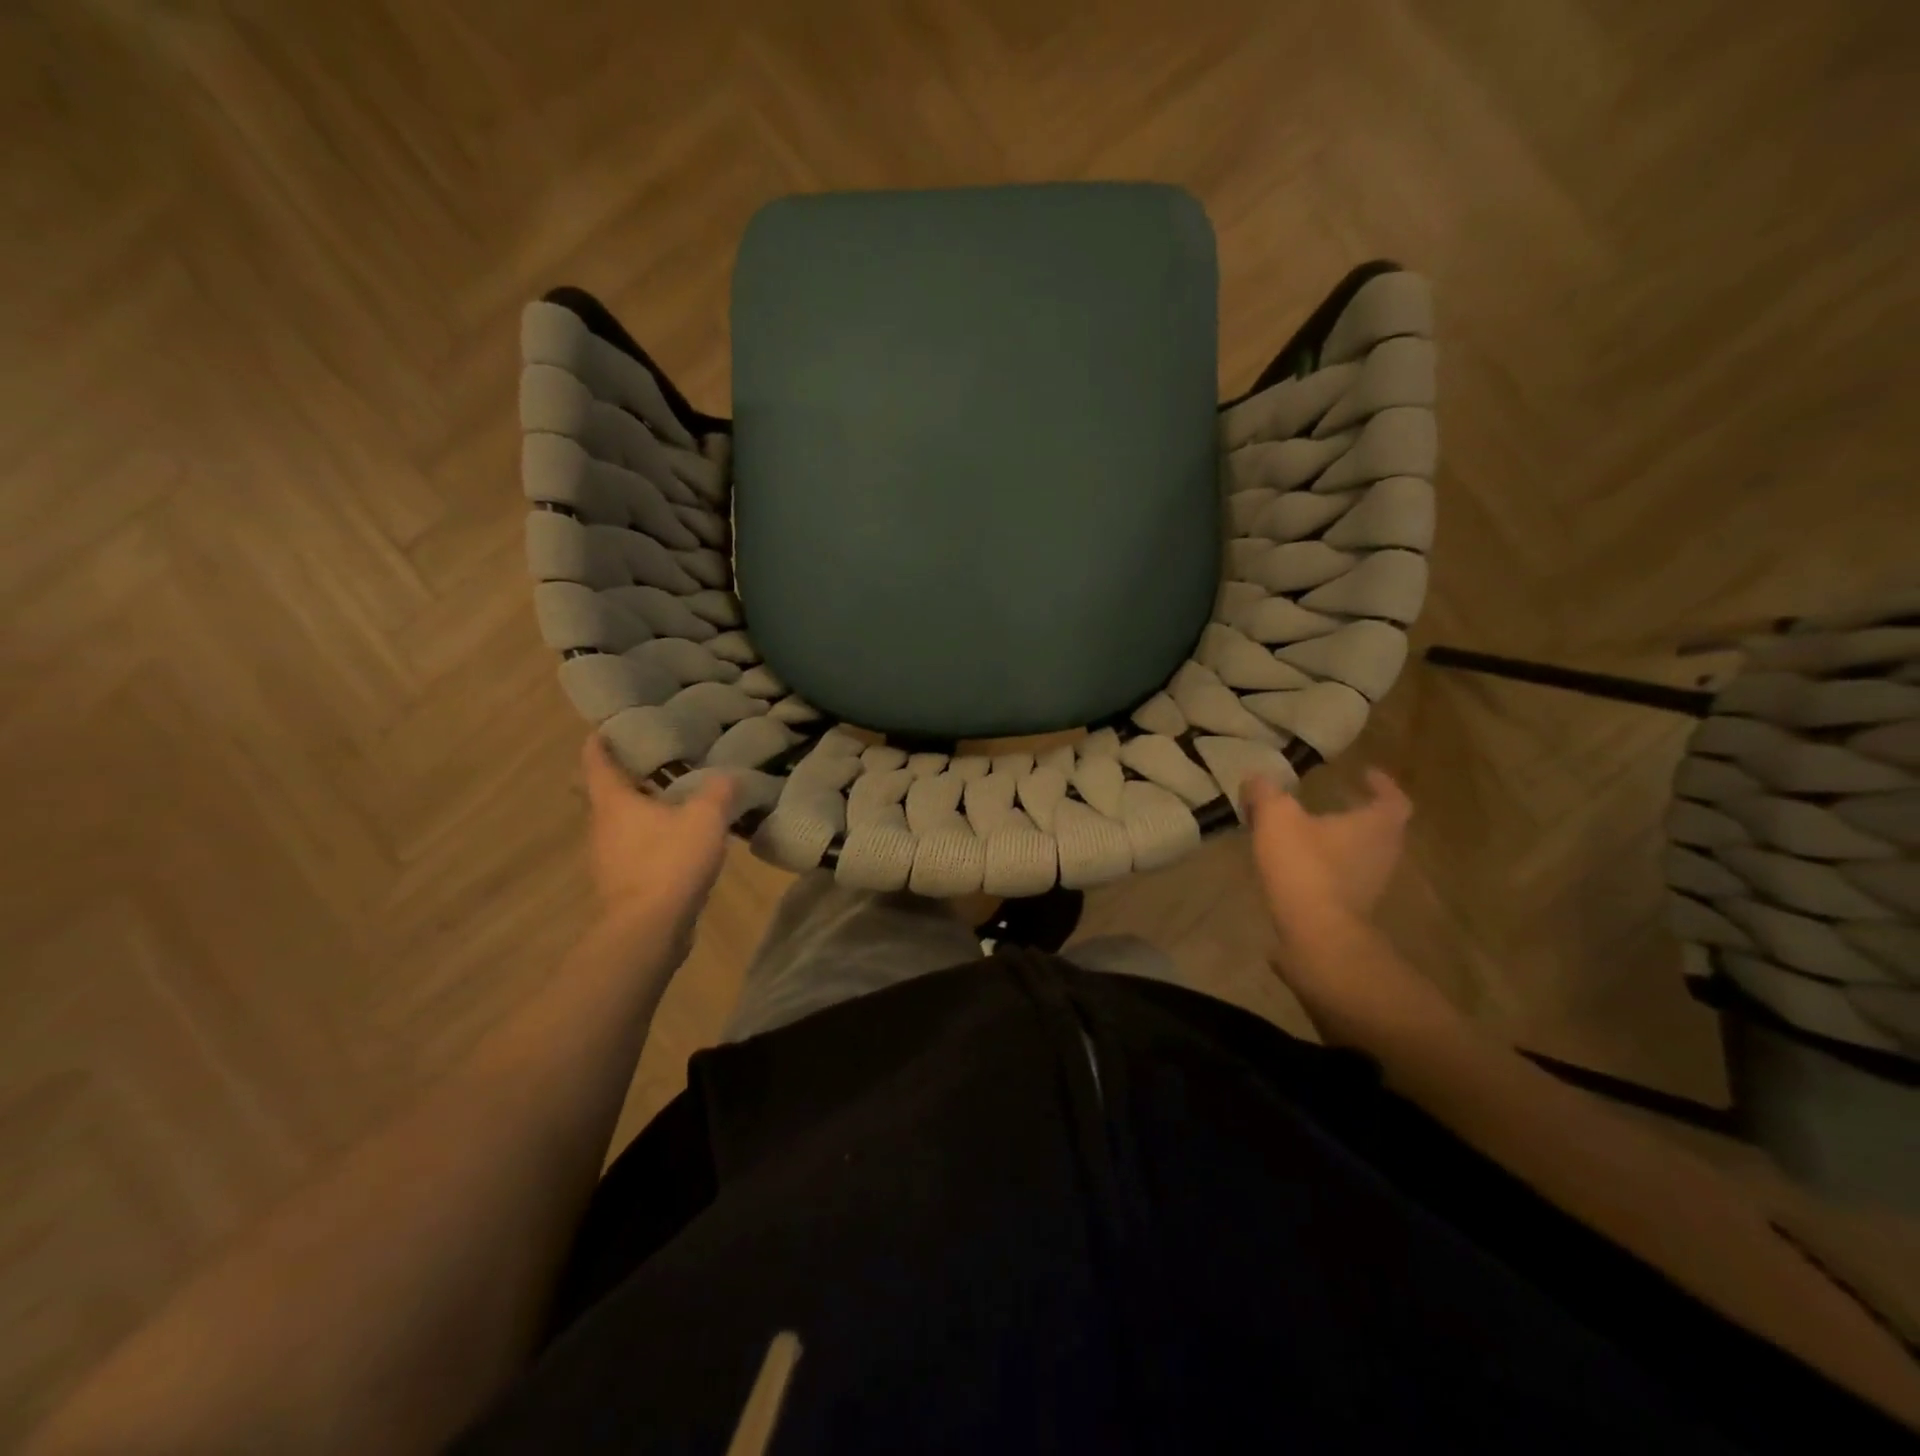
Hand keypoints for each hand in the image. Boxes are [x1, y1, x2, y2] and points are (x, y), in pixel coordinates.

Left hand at [582, 734, 734, 939]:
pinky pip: (634, 849)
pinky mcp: (623, 884)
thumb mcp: (705, 818)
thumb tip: (729, 775)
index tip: (606, 727)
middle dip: (625, 777)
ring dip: (640, 810)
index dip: (600, 741)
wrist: (649, 929)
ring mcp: (609, 858)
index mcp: (614, 802)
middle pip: (606, 793)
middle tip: (654, 761)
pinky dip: (650, 838)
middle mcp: (602, 826)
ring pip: (621, 823)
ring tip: (673, 799)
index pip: (597, 761)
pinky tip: (677, 841)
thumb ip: (719, 791)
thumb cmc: (669, 862)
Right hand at [1245, 768, 1410, 937]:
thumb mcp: (1276, 817)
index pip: (1393, 799)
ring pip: (1362, 854)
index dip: (1382, 784)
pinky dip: (1328, 868)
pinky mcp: (1353, 909)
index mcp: (1376, 826)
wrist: (1316, 935)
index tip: (1365, 774)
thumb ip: (1265, 793)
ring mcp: (1372, 885)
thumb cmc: (1305, 866)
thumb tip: (1256, 780)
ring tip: (1309, 833)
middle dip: (1359, 814)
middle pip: (1381, 829)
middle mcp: (1383, 854)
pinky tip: (1298, 865)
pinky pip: (1345, 878)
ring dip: (1342, 842)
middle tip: (1334, 802)